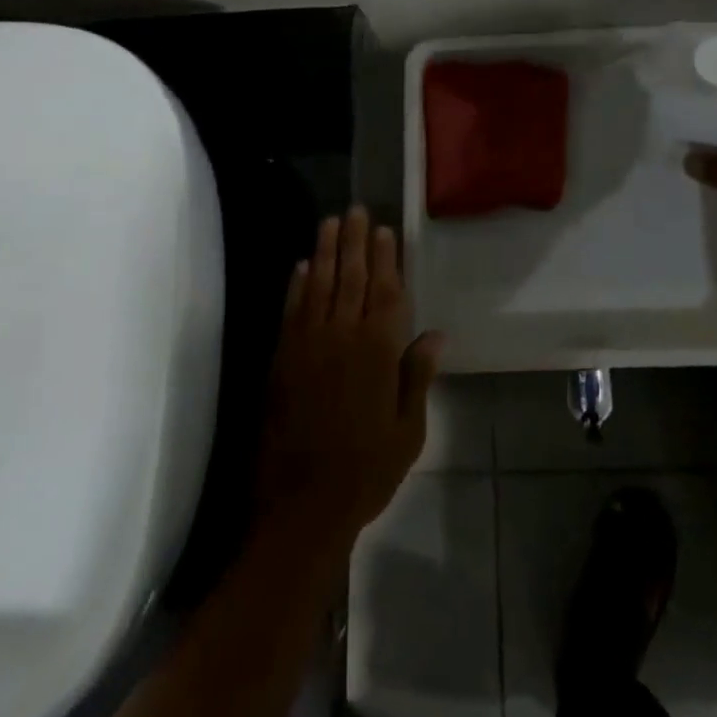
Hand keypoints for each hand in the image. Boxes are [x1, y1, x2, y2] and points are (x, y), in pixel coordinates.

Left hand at [256, 207, 444, 551]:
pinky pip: (291, 311)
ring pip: (318, 286)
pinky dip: (296, 286)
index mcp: (378, 351)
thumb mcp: (408, 430)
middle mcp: (342, 337)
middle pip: (350, 278)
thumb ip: (417, 376)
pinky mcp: (281, 360)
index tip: (384, 230)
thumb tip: (435, 334)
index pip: (385, 292)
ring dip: (324, 252)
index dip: (385, 259)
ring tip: (330, 223)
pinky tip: (301, 267)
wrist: (302, 505)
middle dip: (354, 242)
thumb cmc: (366, 470)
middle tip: (355, 211)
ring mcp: (307, 346)